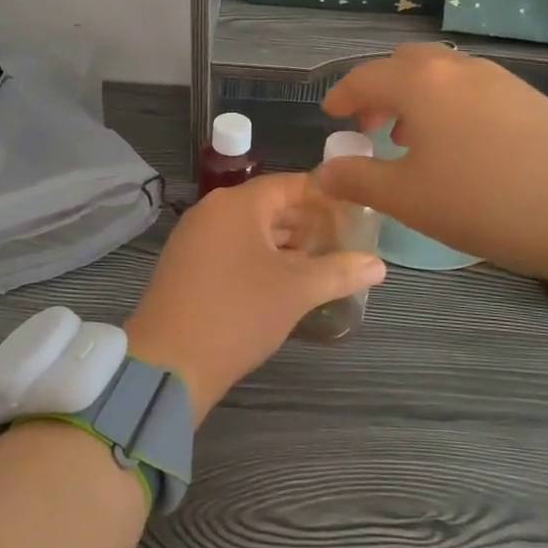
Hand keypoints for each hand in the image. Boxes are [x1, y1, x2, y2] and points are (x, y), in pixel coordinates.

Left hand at [127, 173, 385, 420]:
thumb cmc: (238, 314)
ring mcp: (194, 239)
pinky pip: (231, 250)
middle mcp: (211, 212)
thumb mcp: (297, 291)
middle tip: (344, 240)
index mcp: (236, 204)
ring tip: (321, 263)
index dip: (323, 196)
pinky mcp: (186, 266)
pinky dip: (260, 259)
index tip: (354, 211)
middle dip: (307, 223)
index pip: (288, 184)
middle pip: (268, 206)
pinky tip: (284, 283)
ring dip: (285, 244)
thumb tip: (379, 265)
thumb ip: (340, 272)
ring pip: (249, 231)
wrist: (168, 363)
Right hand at [315, 44, 547, 333]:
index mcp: (420, 81)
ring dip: (417, 97)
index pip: (365, 77)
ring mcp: (500, 78)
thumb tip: (323, 172)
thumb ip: (357, 179)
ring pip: (443, 74)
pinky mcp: (531, 97)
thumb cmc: (482, 202)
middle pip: (405, 63)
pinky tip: (460, 147)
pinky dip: (450, 105)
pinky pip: (473, 89)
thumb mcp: (406, 198)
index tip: (330, 114)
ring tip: (412, 138)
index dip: (341, 95)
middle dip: (380, 90)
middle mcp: (458, 67)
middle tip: (370, 126)